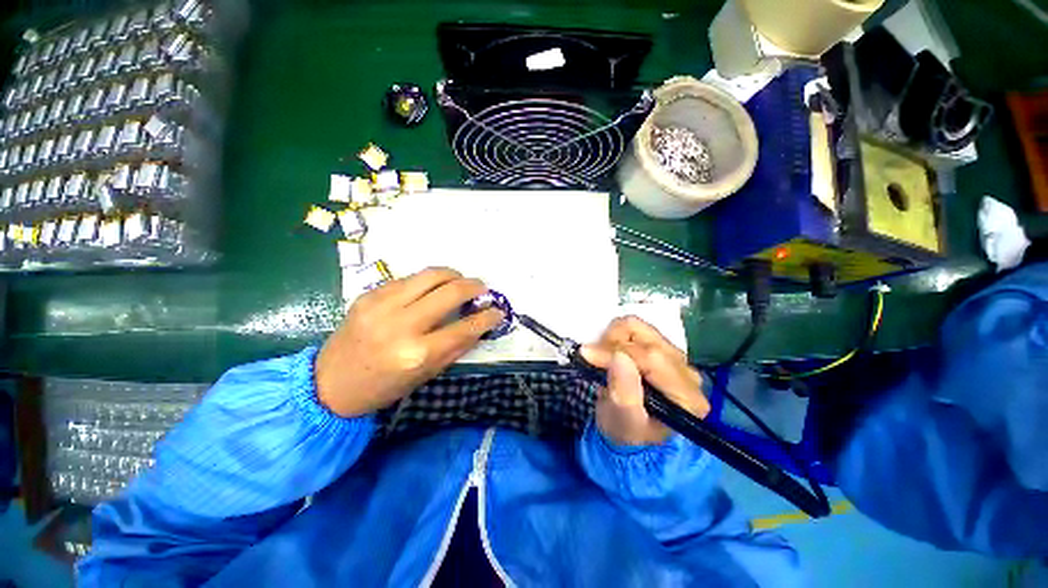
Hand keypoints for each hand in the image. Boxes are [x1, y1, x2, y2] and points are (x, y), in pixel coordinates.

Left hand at [316, 267, 503, 416]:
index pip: (465, 327)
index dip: (487, 317)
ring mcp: (382, 305)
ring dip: (453, 274)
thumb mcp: (427, 374)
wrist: (330, 384)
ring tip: (460, 281)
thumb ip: (456, 347)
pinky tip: (431, 289)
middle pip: (450, 291)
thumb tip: (480, 324)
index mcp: (417, 353)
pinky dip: (427, 281)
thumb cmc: (384, 386)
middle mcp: (401, 325)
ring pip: (430, 275)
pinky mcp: (369, 294)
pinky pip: (409, 279)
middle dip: (474, 286)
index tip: (498, 311)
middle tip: (482, 288)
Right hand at [581, 316, 708, 445]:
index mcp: (686, 396)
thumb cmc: (626, 432)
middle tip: (594, 361)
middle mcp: (687, 372)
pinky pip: (635, 328)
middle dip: (612, 344)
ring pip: (639, 327)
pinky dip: (616, 336)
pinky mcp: (662, 347)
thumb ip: (624, 394)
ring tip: (603, 358)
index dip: (615, 351)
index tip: (587, 354)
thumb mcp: (623, 422)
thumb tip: (619, 356)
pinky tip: (611, 353)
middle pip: (646, 338)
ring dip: (613, 338)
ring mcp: (675, 357)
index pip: (651, 358)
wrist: (629, 431)